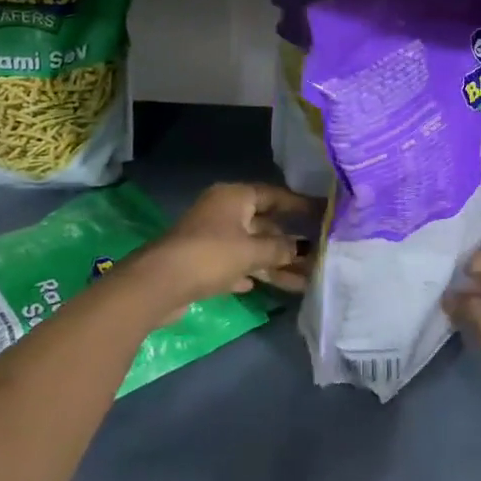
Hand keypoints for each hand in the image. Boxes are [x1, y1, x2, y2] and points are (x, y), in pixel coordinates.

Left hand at [134, 182, 316, 320]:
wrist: (159, 284)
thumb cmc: (210, 255)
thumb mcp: (251, 251)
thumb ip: (279, 249)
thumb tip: (302, 248)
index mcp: (235, 197)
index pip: (274, 195)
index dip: (298, 204)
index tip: (321, 212)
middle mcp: (223, 211)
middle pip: (263, 224)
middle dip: (288, 243)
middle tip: (317, 255)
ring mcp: (211, 236)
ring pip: (251, 247)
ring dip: (273, 263)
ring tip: (302, 280)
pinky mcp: (202, 262)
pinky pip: (235, 263)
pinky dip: (250, 272)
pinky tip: (262, 285)